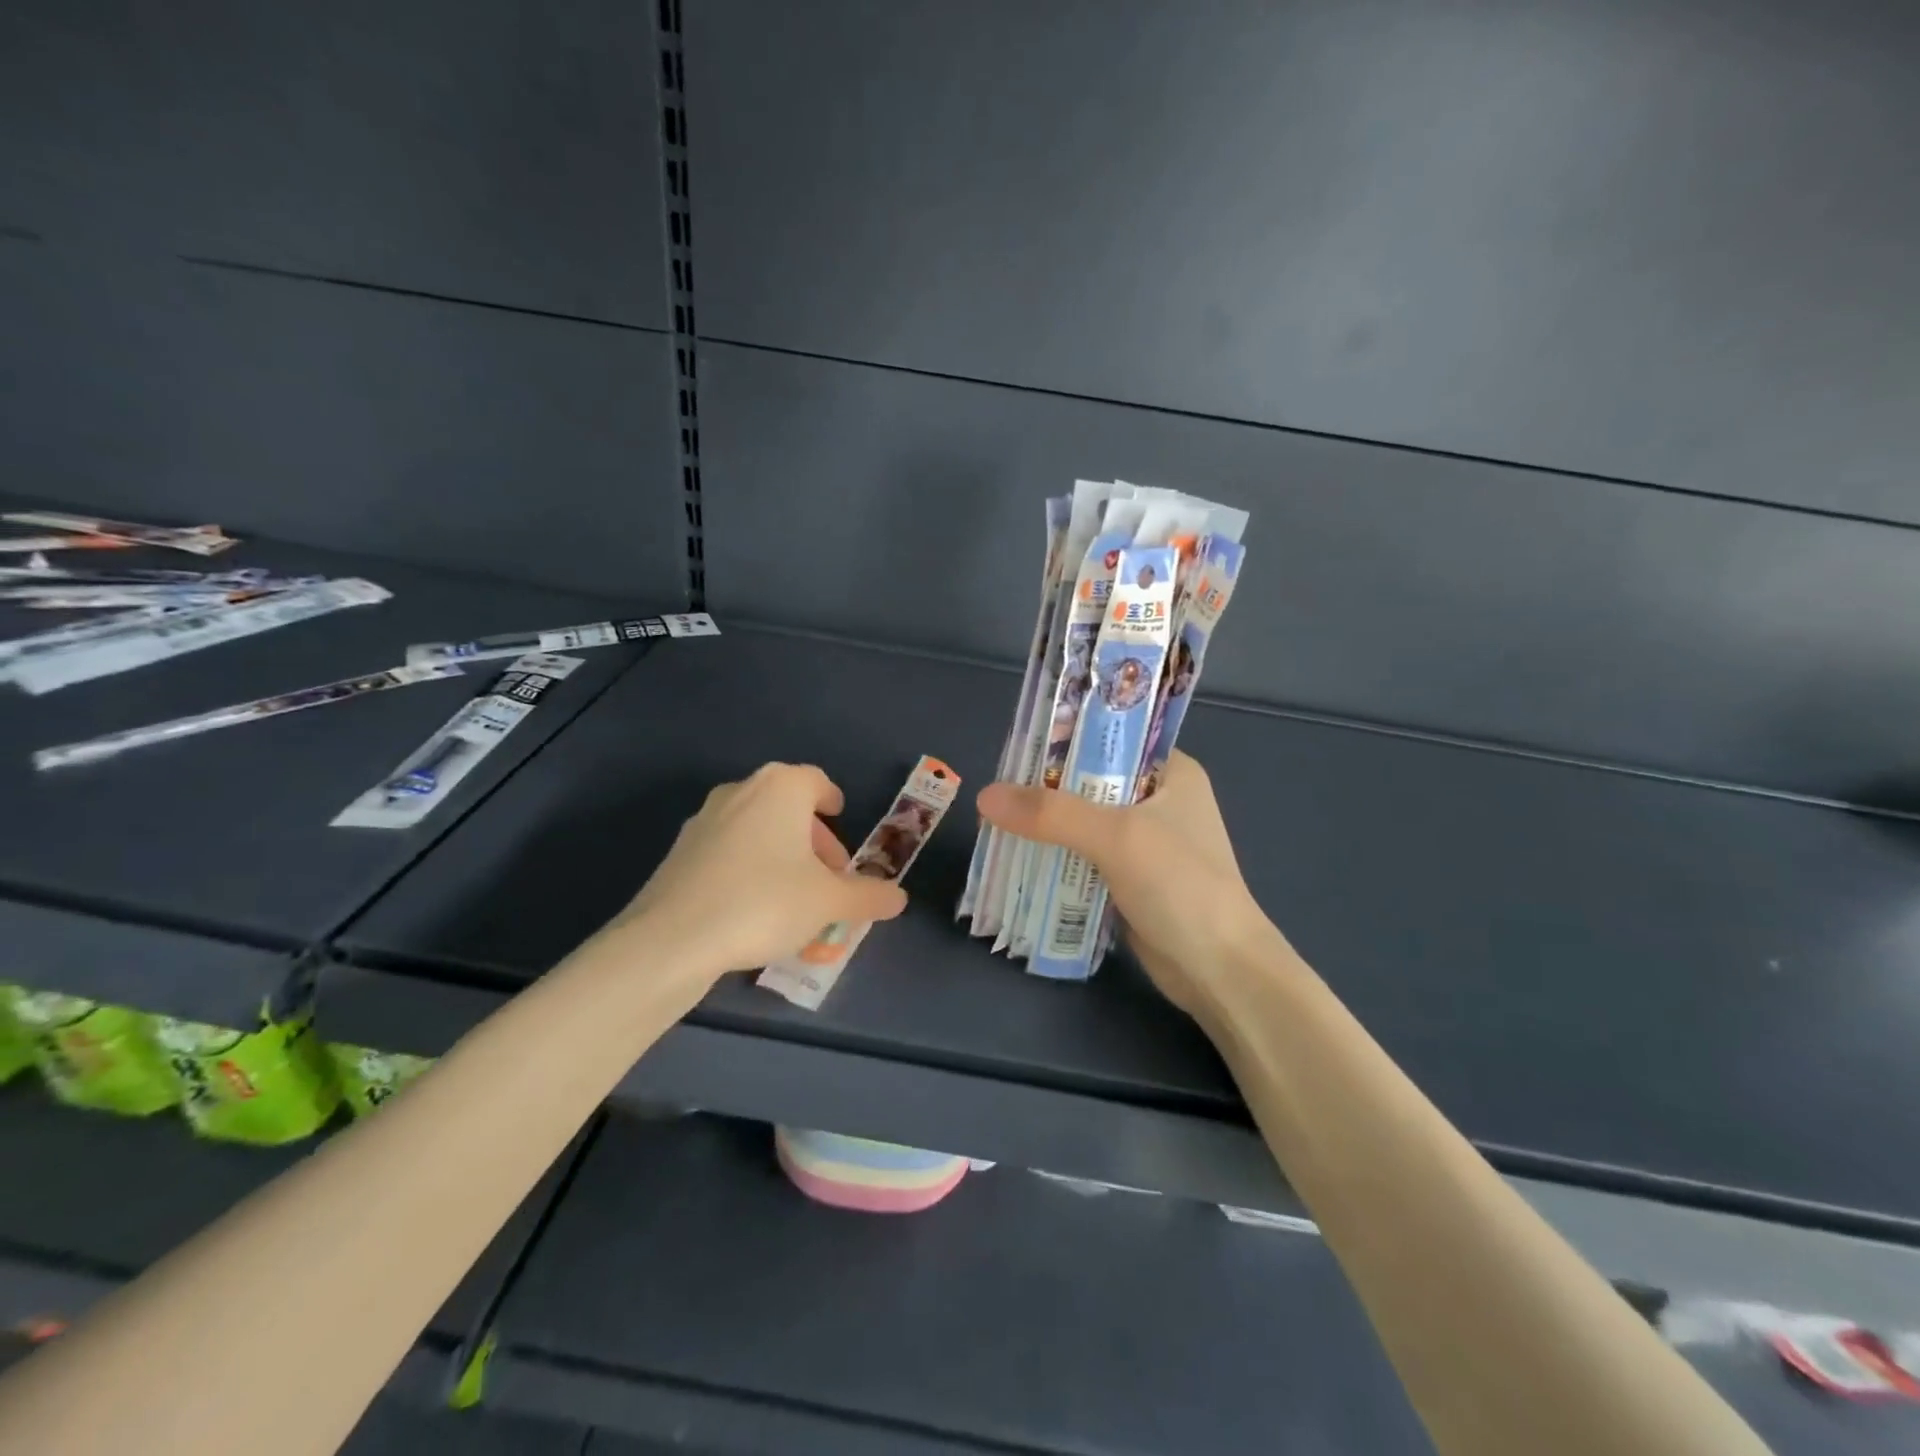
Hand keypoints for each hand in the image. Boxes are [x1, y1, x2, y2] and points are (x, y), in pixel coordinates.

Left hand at [613, 763, 907, 979]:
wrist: (672, 939)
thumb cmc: (765, 902)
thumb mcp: (830, 902)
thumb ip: (868, 896)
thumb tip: (898, 898)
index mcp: (780, 788)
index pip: (816, 781)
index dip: (832, 800)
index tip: (841, 818)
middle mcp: (740, 792)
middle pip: (786, 807)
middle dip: (812, 839)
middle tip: (829, 876)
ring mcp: (703, 820)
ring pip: (756, 830)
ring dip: (781, 855)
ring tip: (796, 898)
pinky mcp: (679, 853)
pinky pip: (728, 853)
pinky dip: (749, 869)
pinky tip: (755, 911)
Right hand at [977, 751, 1275, 1014]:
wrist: (1219, 971)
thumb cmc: (1181, 886)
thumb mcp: (1117, 837)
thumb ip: (1053, 814)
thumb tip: (985, 796)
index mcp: (1171, 773)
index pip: (1111, 739)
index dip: (1064, 740)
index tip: (1016, 749)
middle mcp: (1159, 802)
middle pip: (1089, 783)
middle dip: (1044, 791)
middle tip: (995, 794)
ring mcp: (1145, 844)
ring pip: (1083, 825)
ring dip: (1045, 829)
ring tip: (994, 825)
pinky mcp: (1131, 881)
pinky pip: (1083, 860)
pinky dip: (1055, 861)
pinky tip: (1018, 861)